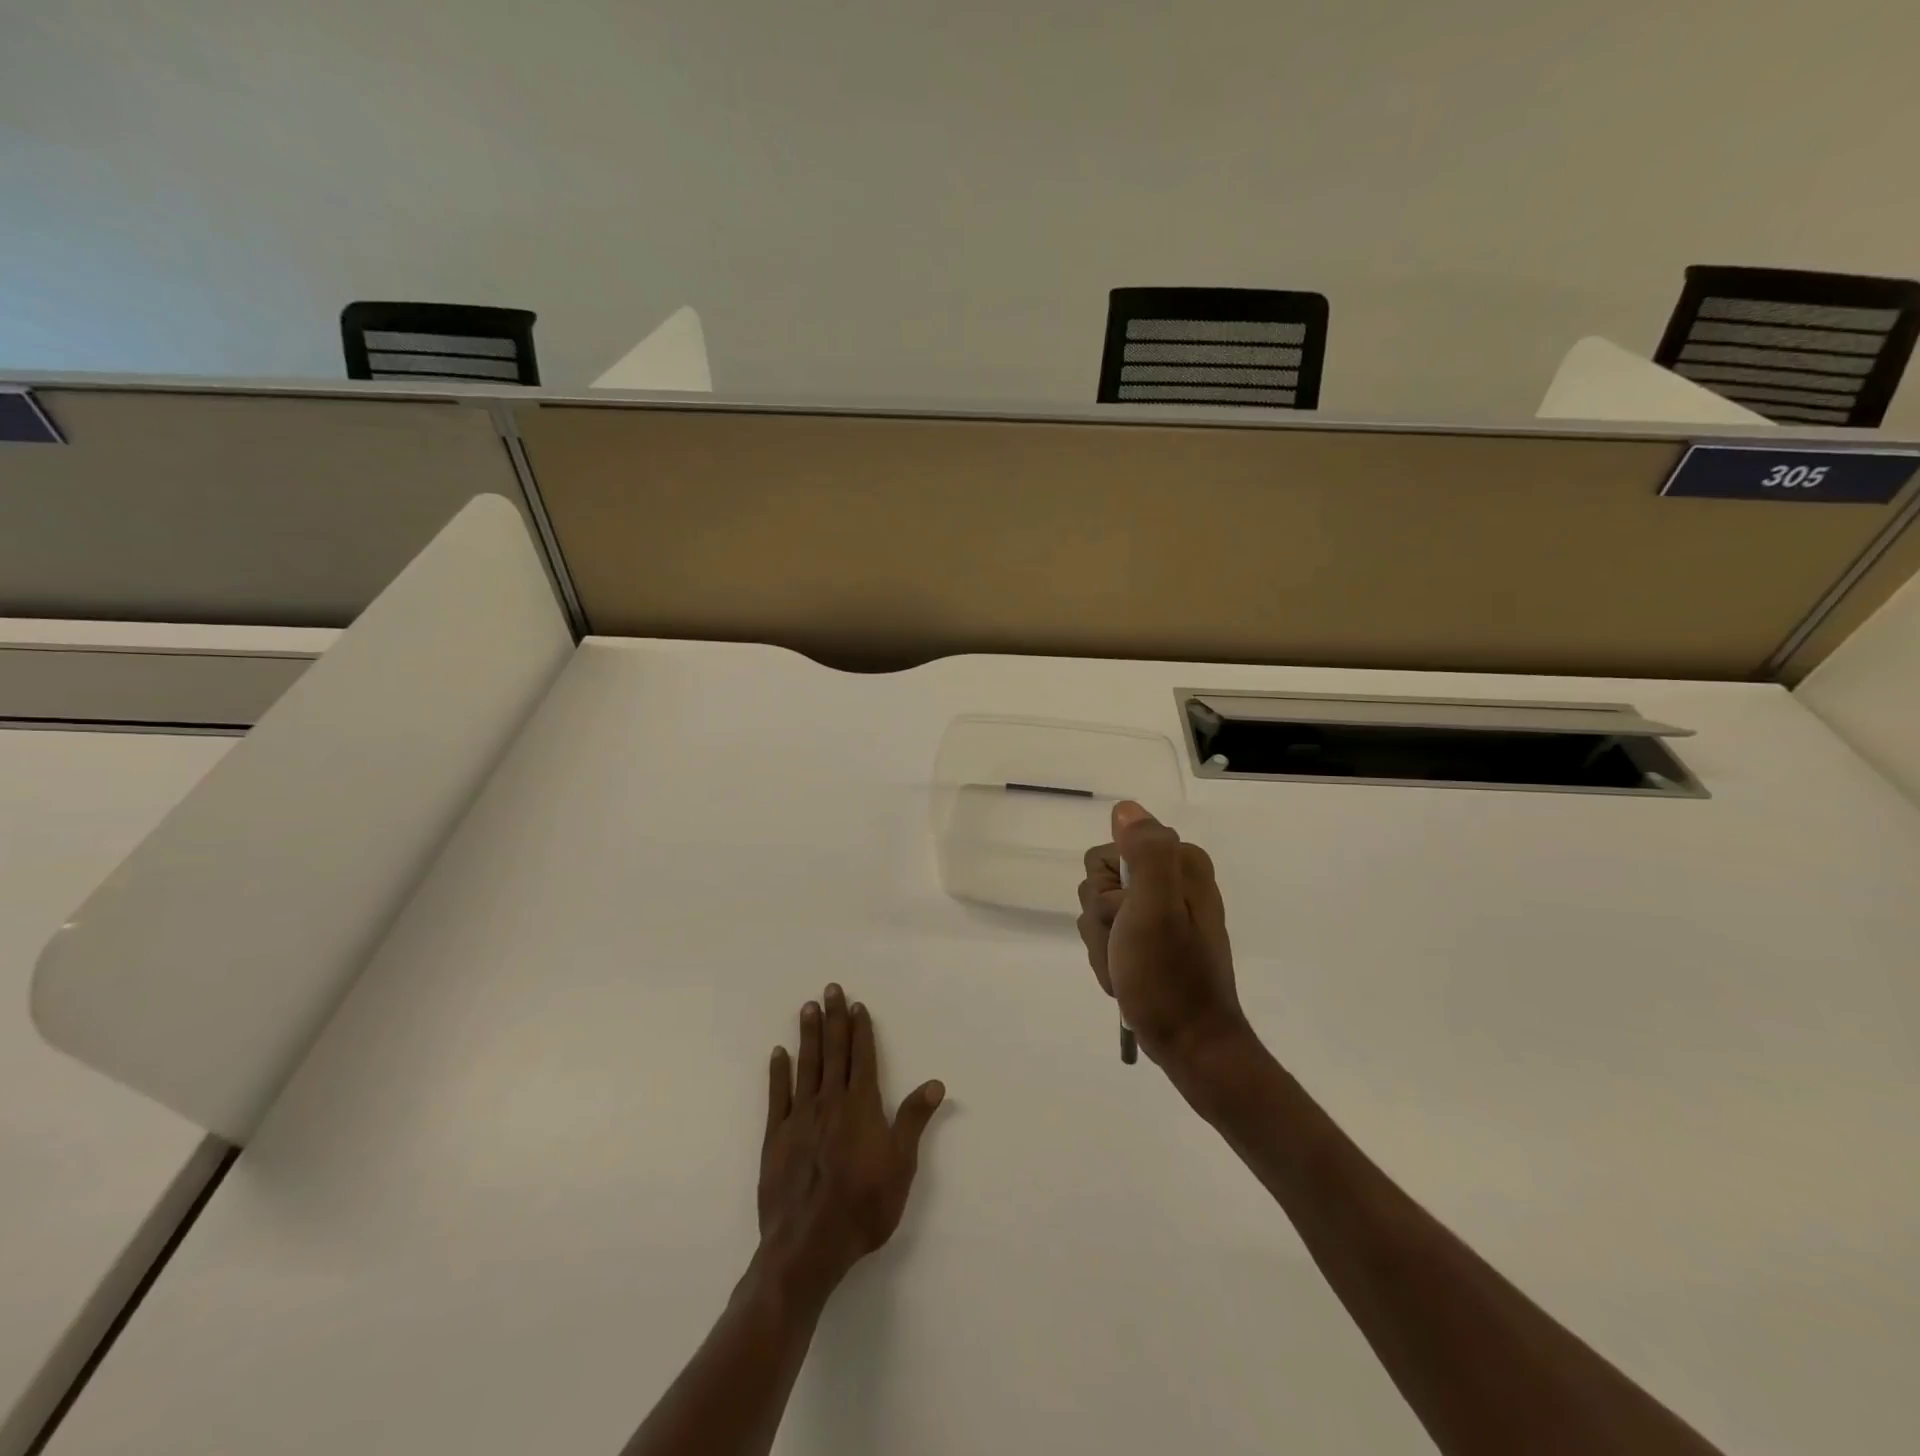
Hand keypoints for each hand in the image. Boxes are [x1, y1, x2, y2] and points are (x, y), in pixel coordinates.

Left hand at [757, 985, 945, 1296]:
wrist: (808, 1246)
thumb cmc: (863, 1207)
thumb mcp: (901, 1166)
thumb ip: (913, 1120)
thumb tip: (935, 1083)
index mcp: (861, 1106)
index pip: (862, 1057)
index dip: (861, 1030)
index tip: (857, 1005)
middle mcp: (830, 1102)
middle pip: (833, 1052)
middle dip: (833, 1019)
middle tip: (829, 989)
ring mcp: (800, 1117)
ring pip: (806, 1066)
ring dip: (808, 1035)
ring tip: (807, 1008)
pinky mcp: (775, 1137)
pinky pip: (777, 1096)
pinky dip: (778, 1072)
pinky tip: (778, 1053)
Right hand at [1076, 801, 1250, 1072]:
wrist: (1191, 1044)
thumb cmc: (1169, 978)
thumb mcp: (1155, 910)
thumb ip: (1145, 854)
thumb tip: (1126, 810)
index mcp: (1180, 864)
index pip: (1103, 855)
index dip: (1105, 893)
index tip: (1127, 921)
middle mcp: (1172, 879)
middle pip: (1099, 883)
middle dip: (1102, 921)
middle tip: (1128, 948)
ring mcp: (1162, 910)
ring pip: (1099, 911)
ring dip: (1104, 944)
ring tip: (1128, 968)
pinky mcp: (1154, 936)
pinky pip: (1108, 934)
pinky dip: (1109, 958)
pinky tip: (1126, 977)